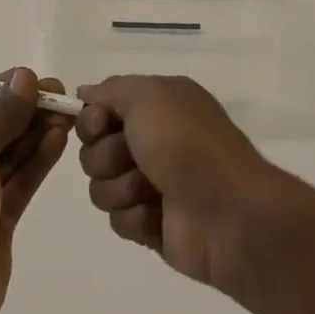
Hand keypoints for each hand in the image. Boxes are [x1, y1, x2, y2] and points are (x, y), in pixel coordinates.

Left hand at [0, 68, 71, 313]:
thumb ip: (1, 119)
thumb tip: (25, 76)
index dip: (3, 92)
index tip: (36, 77)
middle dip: (24, 113)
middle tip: (61, 94)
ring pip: (9, 157)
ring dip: (35, 134)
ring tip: (67, 113)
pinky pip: (20, 183)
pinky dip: (38, 161)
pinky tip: (59, 139)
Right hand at [74, 75, 284, 290]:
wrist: (229, 213)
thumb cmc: (187, 144)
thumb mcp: (148, 95)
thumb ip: (110, 89)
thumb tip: (85, 93)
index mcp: (157, 104)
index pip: (98, 110)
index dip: (92, 120)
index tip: (102, 126)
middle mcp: (152, 140)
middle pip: (93, 149)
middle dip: (108, 157)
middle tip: (135, 159)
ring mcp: (151, 184)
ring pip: (101, 186)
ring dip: (123, 188)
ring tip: (154, 192)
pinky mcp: (152, 224)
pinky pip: (118, 221)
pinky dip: (137, 218)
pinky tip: (161, 217)